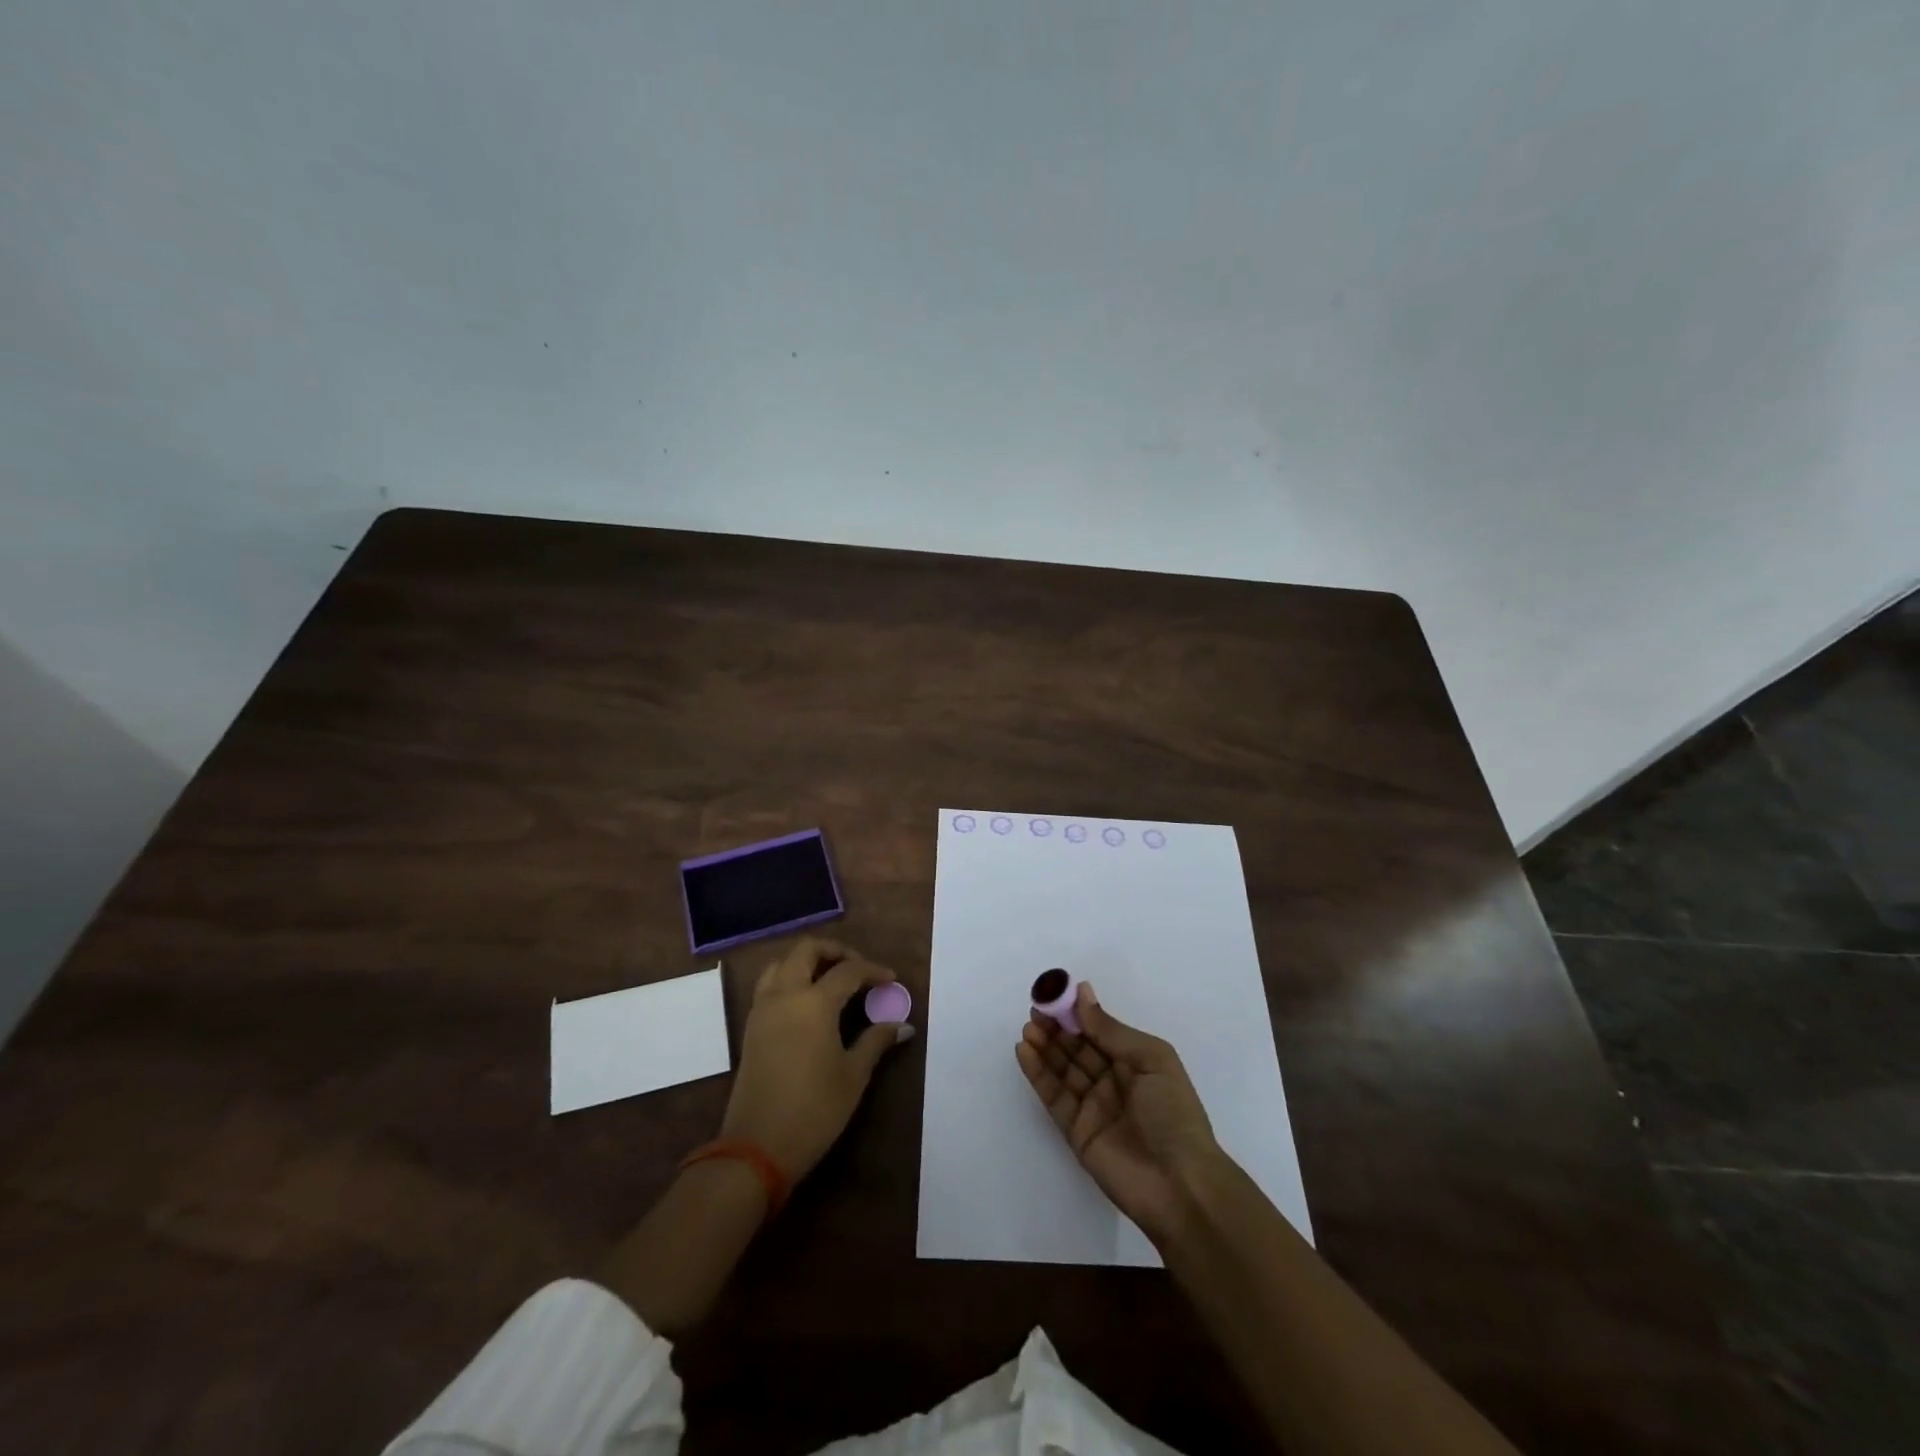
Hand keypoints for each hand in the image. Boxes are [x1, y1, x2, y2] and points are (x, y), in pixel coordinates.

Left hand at [721, 937, 912, 1179]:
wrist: (757, 1148)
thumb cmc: (814, 1110)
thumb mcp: (853, 1075)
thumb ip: (876, 1041)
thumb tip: (903, 1025)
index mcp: (814, 1002)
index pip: (848, 970)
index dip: (873, 970)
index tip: (891, 979)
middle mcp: (785, 995)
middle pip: (807, 950)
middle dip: (835, 951)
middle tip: (858, 967)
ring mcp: (762, 1009)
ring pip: (781, 963)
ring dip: (806, 961)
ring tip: (830, 978)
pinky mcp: (751, 1027)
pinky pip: (768, 984)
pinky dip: (788, 978)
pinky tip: (806, 1001)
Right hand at [1016, 982, 1222, 1245]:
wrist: (1179, 1185)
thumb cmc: (1173, 1113)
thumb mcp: (1151, 1060)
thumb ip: (1111, 1030)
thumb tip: (1082, 993)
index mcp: (1136, 1063)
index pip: (1100, 1031)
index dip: (1078, 1013)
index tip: (1055, 993)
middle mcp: (1113, 1081)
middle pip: (1078, 1048)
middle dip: (1057, 1027)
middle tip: (1035, 1008)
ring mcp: (1093, 1106)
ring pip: (1062, 1069)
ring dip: (1044, 1046)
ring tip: (1028, 1026)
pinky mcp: (1076, 1130)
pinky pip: (1053, 1095)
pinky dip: (1038, 1073)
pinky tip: (1025, 1051)